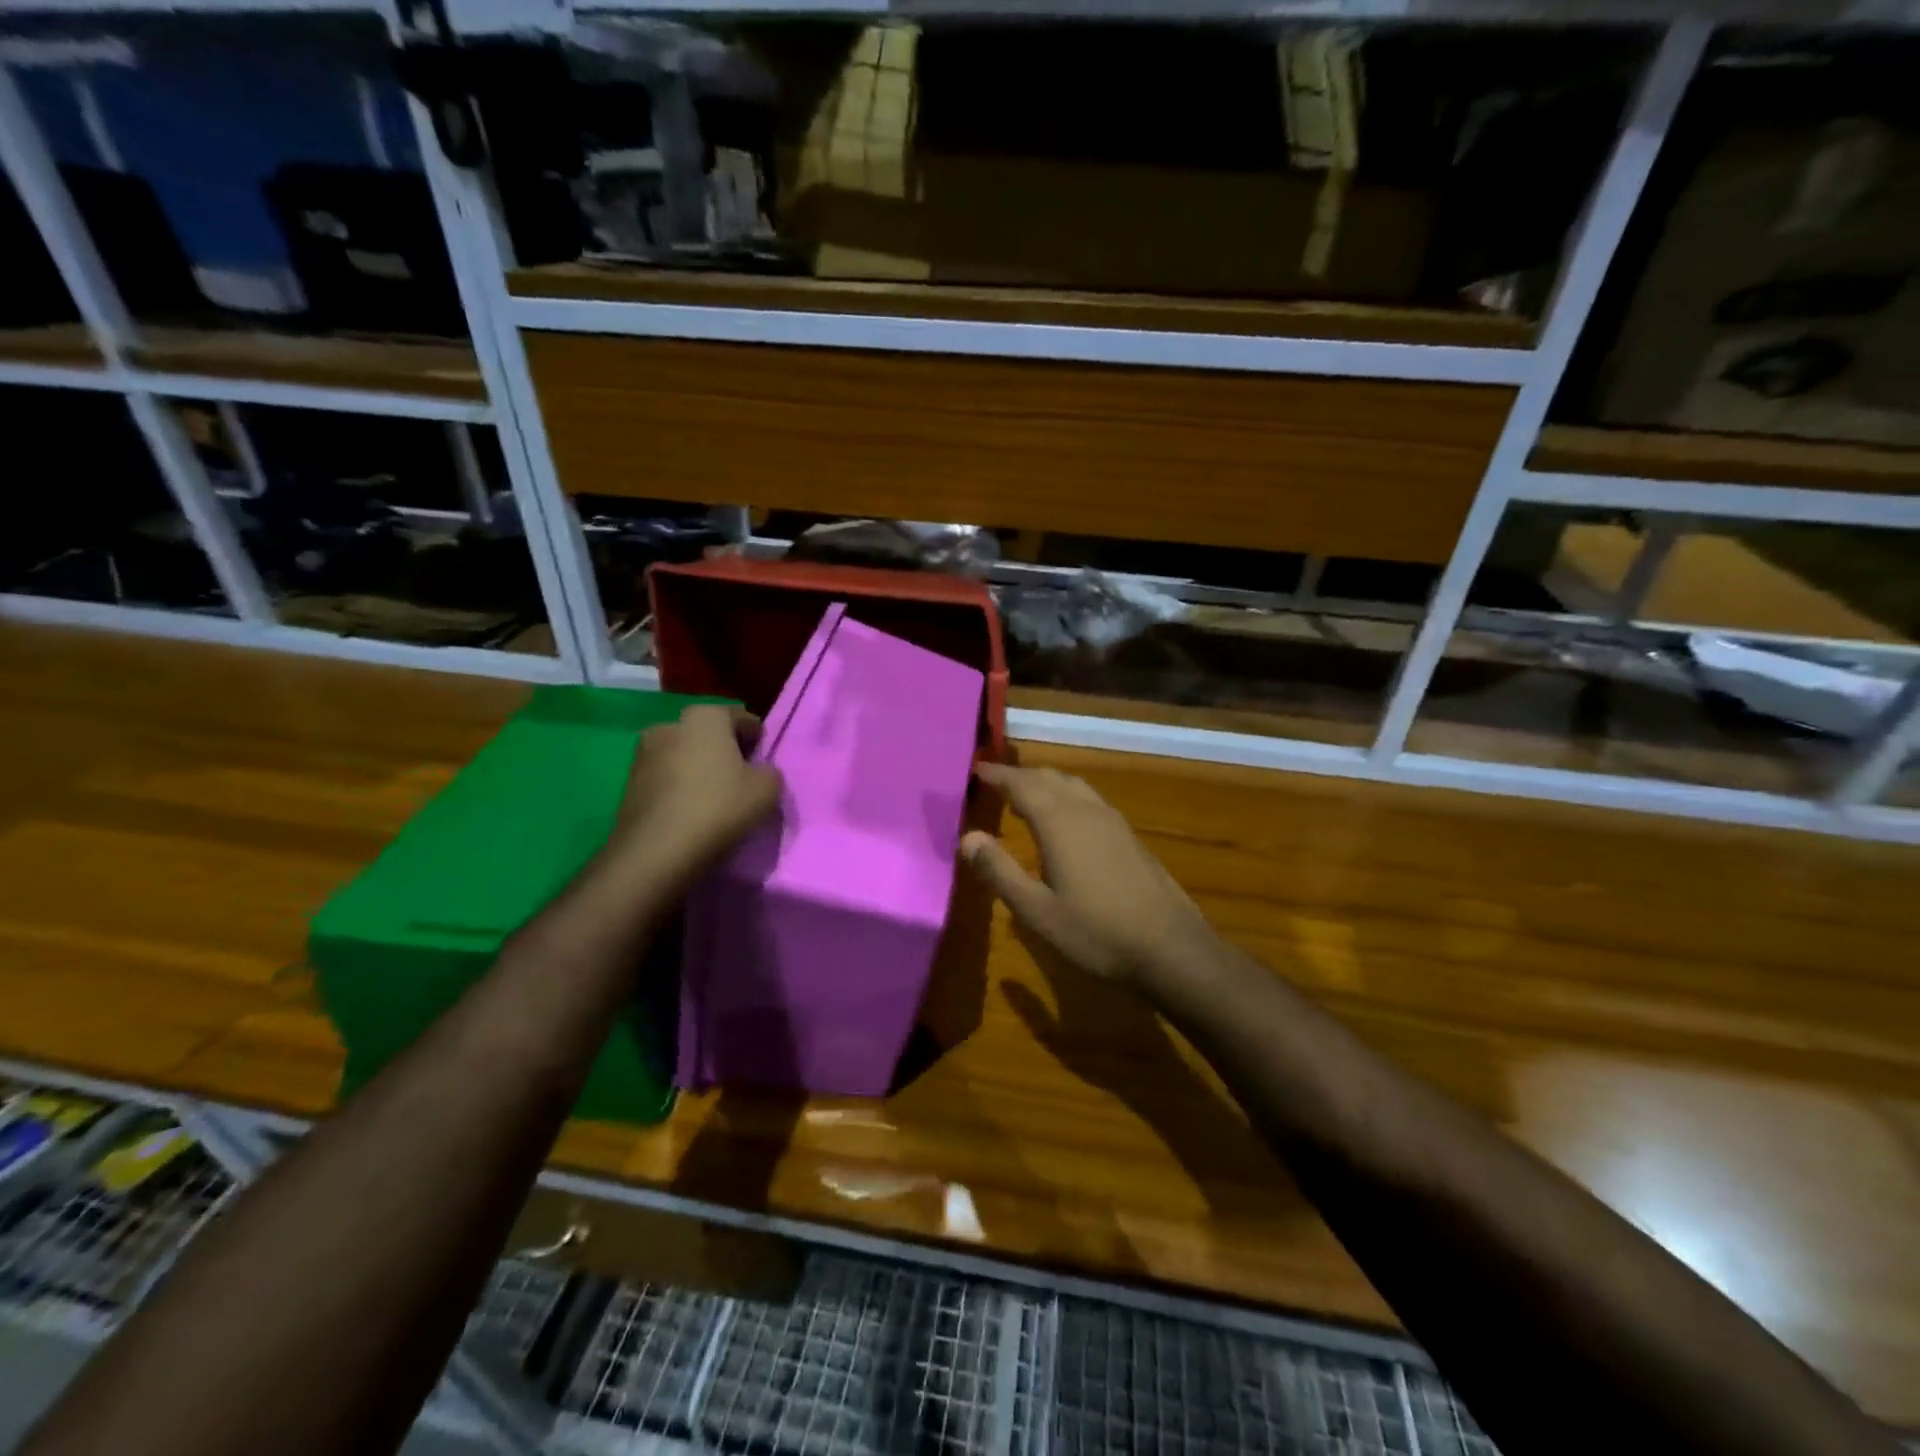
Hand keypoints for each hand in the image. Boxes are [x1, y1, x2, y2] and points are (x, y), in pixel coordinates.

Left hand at [607, 705, 780, 886]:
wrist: (657, 850)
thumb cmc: (719, 807)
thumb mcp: (767, 789)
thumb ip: (770, 772)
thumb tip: (760, 772)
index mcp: (705, 717)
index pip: (740, 717)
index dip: (756, 736)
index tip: (764, 757)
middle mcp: (670, 725)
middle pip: (708, 733)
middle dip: (724, 749)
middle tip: (742, 775)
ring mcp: (644, 753)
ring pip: (684, 754)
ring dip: (699, 767)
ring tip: (715, 794)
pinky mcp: (629, 783)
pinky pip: (666, 777)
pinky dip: (680, 786)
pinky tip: (692, 808)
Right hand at [960, 763, 1211, 987]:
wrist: (1170, 947)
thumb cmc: (1096, 932)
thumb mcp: (1037, 910)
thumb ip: (999, 871)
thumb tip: (967, 837)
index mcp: (1060, 822)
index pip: (1021, 785)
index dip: (997, 775)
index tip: (975, 769)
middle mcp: (1086, 810)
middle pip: (1049, 778)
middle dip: (1020, 776)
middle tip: (995, 781)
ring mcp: (1113, 821)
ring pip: (1073, 785)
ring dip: (1046, 782)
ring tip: (1025, 794)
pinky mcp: (1129, 836)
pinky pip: (1089, 799)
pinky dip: (1066, 796)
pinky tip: (1066, 819)